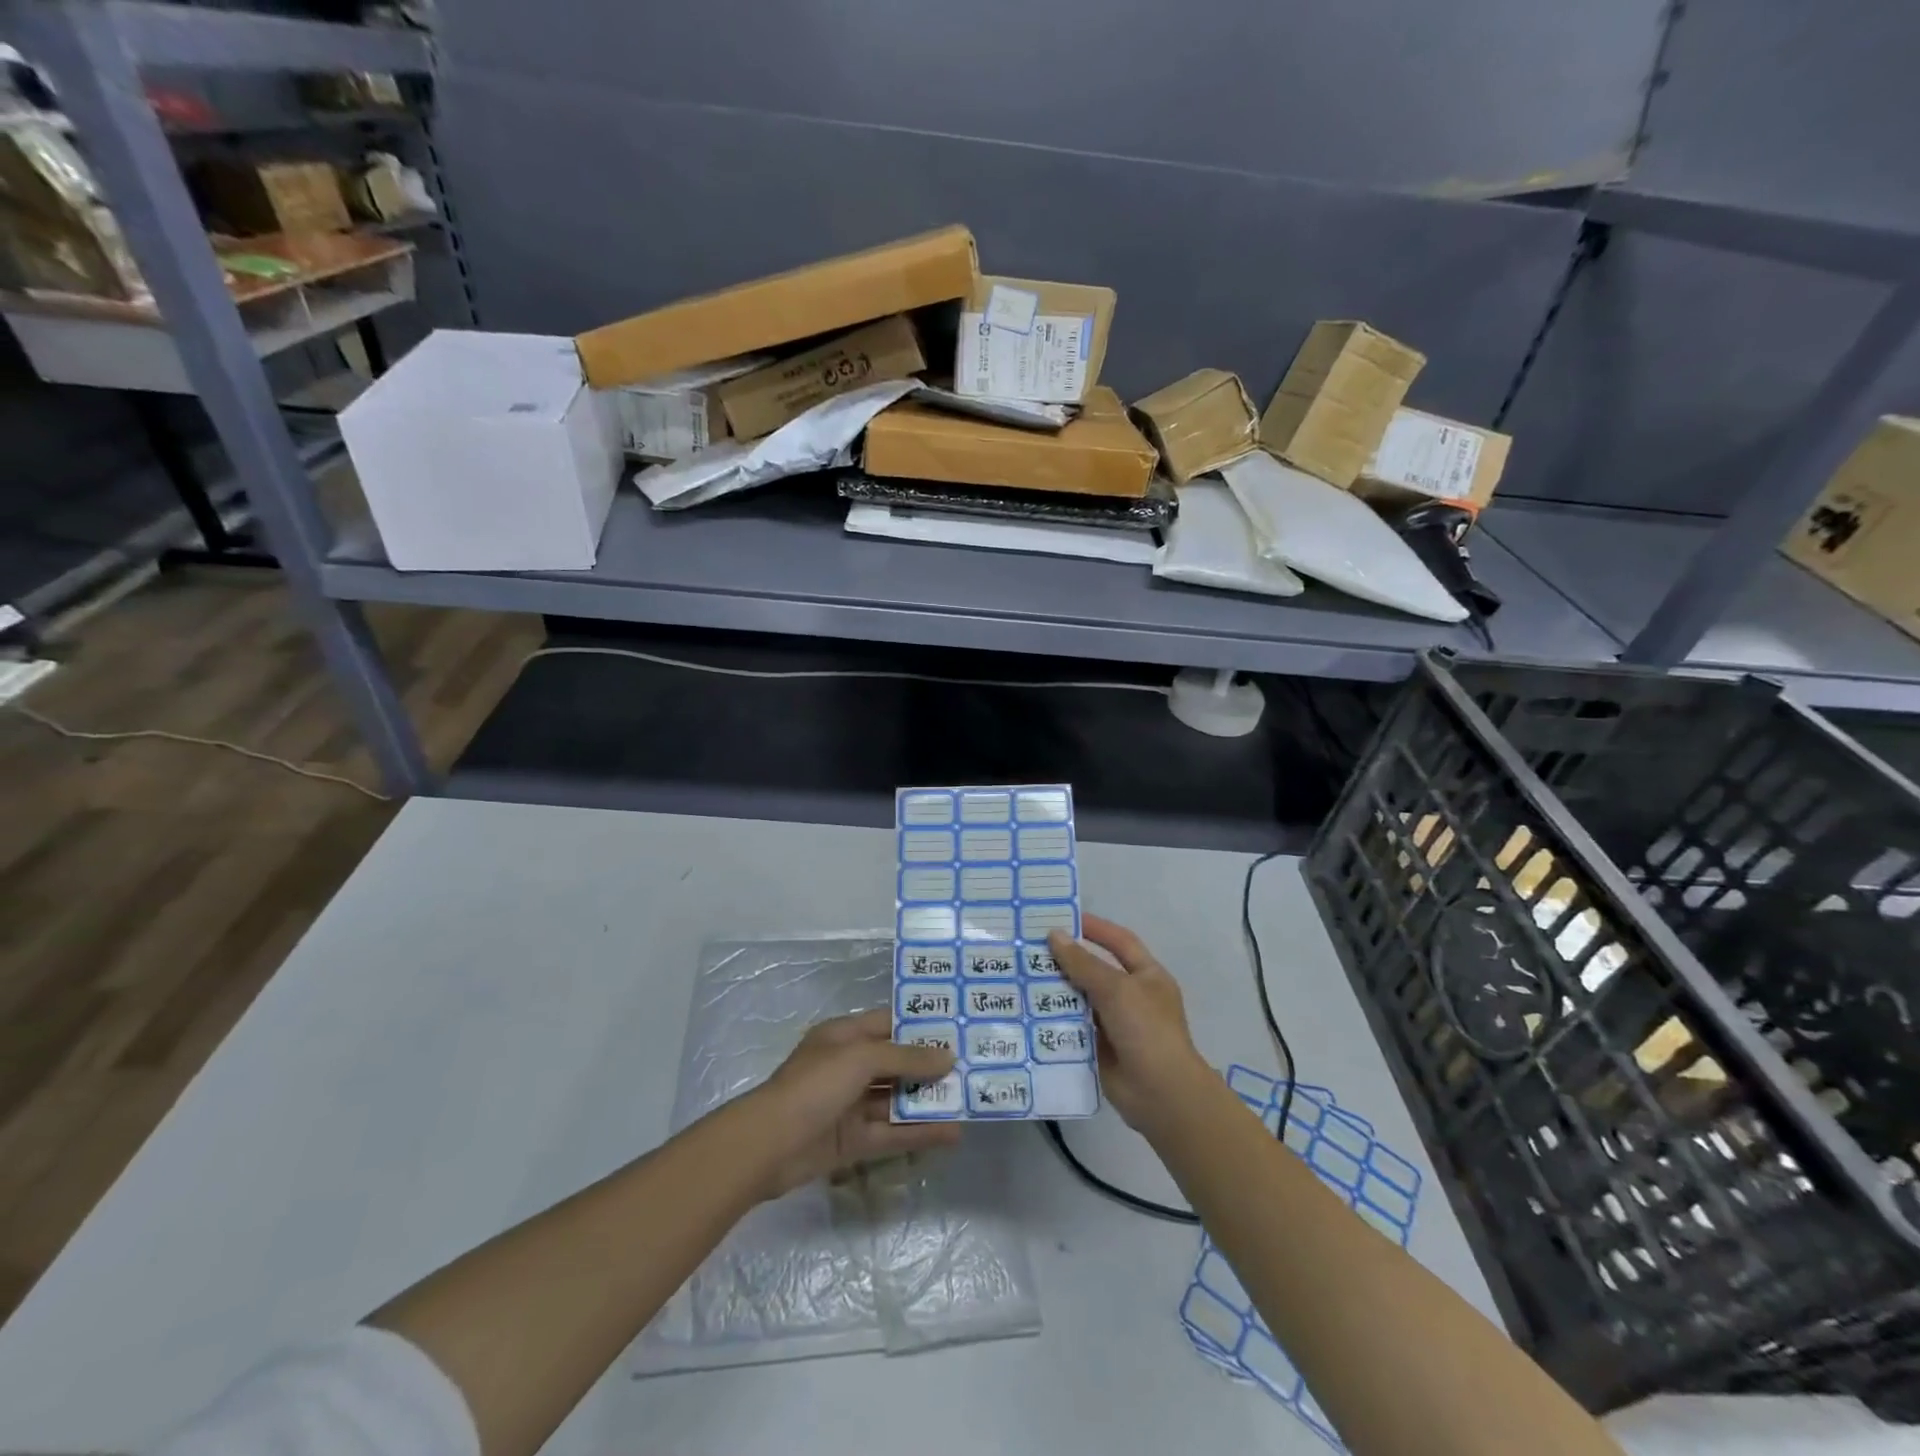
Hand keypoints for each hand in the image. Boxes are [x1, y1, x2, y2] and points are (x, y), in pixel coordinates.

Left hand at [745, 1008, 959, 1198]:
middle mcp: (848, 1067)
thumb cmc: (815, 1085)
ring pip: (896, 1100)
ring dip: (928, 1101)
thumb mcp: (861, 1058)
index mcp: (844, 1036)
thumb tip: (947, 1057)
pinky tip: (951, 1134)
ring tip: (968, 1101)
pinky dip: (919, 1133)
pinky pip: (892, 1133)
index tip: (957, 1029)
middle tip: (972, 1068)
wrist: (768, 1145)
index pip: (888, 1024)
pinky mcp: (852, 1141)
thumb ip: (906, 1057)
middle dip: (929, 1067)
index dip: (920, 1027)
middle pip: (896, 1063)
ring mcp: (850, 1105)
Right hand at [1048, 915, 1213, 1135]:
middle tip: (1030, 948)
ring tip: (1021, 976)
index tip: (1063, 919)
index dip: (1095, 928)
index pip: (1119, 942)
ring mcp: (1115, 1024)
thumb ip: (1084, 963)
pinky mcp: (1099, 1048)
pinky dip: (1055, 1019)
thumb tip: (1055, 935)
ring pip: (1080, 999)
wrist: (1161, 1094)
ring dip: (1056, 990)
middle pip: (1095, 970)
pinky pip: (1073, 1027)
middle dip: (1067, 960)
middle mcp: (1132, 996)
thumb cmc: (1146, 1030)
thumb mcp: (1116, 989)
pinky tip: (1027, 1010)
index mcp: (1147, 976)